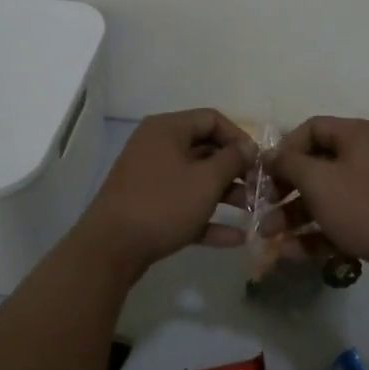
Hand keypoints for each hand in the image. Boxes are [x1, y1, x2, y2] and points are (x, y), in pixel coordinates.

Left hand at [79, 109, 253, 273]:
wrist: (110, 250)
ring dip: (225, 194)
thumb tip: (249, 147)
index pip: (211, 119)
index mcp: (167, 129)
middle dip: (234, 169)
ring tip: (252, 212)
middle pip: (204, 149)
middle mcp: (157, 147)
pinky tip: (235, 237)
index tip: (258, 161)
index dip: (239, 137)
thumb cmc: (163, 204)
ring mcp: (150, 178)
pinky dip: (207, 217)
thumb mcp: (206, 180)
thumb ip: (232, 160)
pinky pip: (184, 205)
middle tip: (258, 188)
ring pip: (195, 179)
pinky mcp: (148, 207)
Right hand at [270, 116, 368, 286]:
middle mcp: (366, 154)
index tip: (267, 173)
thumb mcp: (317, 181)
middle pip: (316, 164)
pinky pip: (339, 216)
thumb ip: (288, 164)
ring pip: (324, 194)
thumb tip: (269, 155)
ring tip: (269, 236)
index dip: (285, 149)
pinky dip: (316, 231)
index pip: (312, 128)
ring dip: (294, 214)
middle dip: (286, 189)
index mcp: (357, 134)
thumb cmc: (361, 207)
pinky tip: (291, 252)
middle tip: (264, 207)